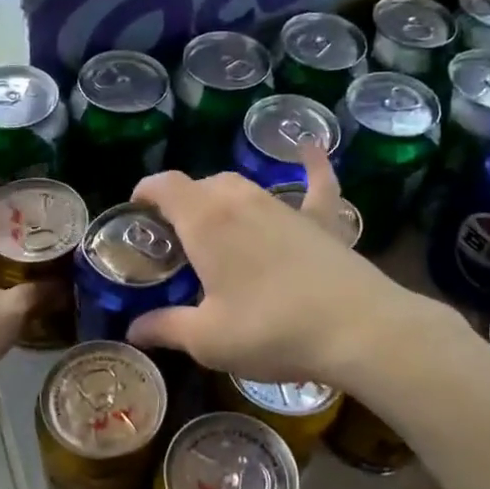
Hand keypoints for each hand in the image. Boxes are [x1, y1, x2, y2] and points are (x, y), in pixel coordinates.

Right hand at [127, 145, 445, 387]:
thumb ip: (166, 328)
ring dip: (224, 197)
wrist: (355, 328)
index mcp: (206, 221)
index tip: (137, 211)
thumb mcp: (207, 338)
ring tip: (217, 225)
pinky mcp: (322, 221)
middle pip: (203, 184)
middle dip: (184, 204)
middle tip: (177, 240)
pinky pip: (316, 184)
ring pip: (245, 185)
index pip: (165, 185)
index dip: (146, 192)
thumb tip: (134, 330)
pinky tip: (311, 149)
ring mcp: (285, 206)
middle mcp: (242, 200)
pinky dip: (311, 167)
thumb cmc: (269, 330)